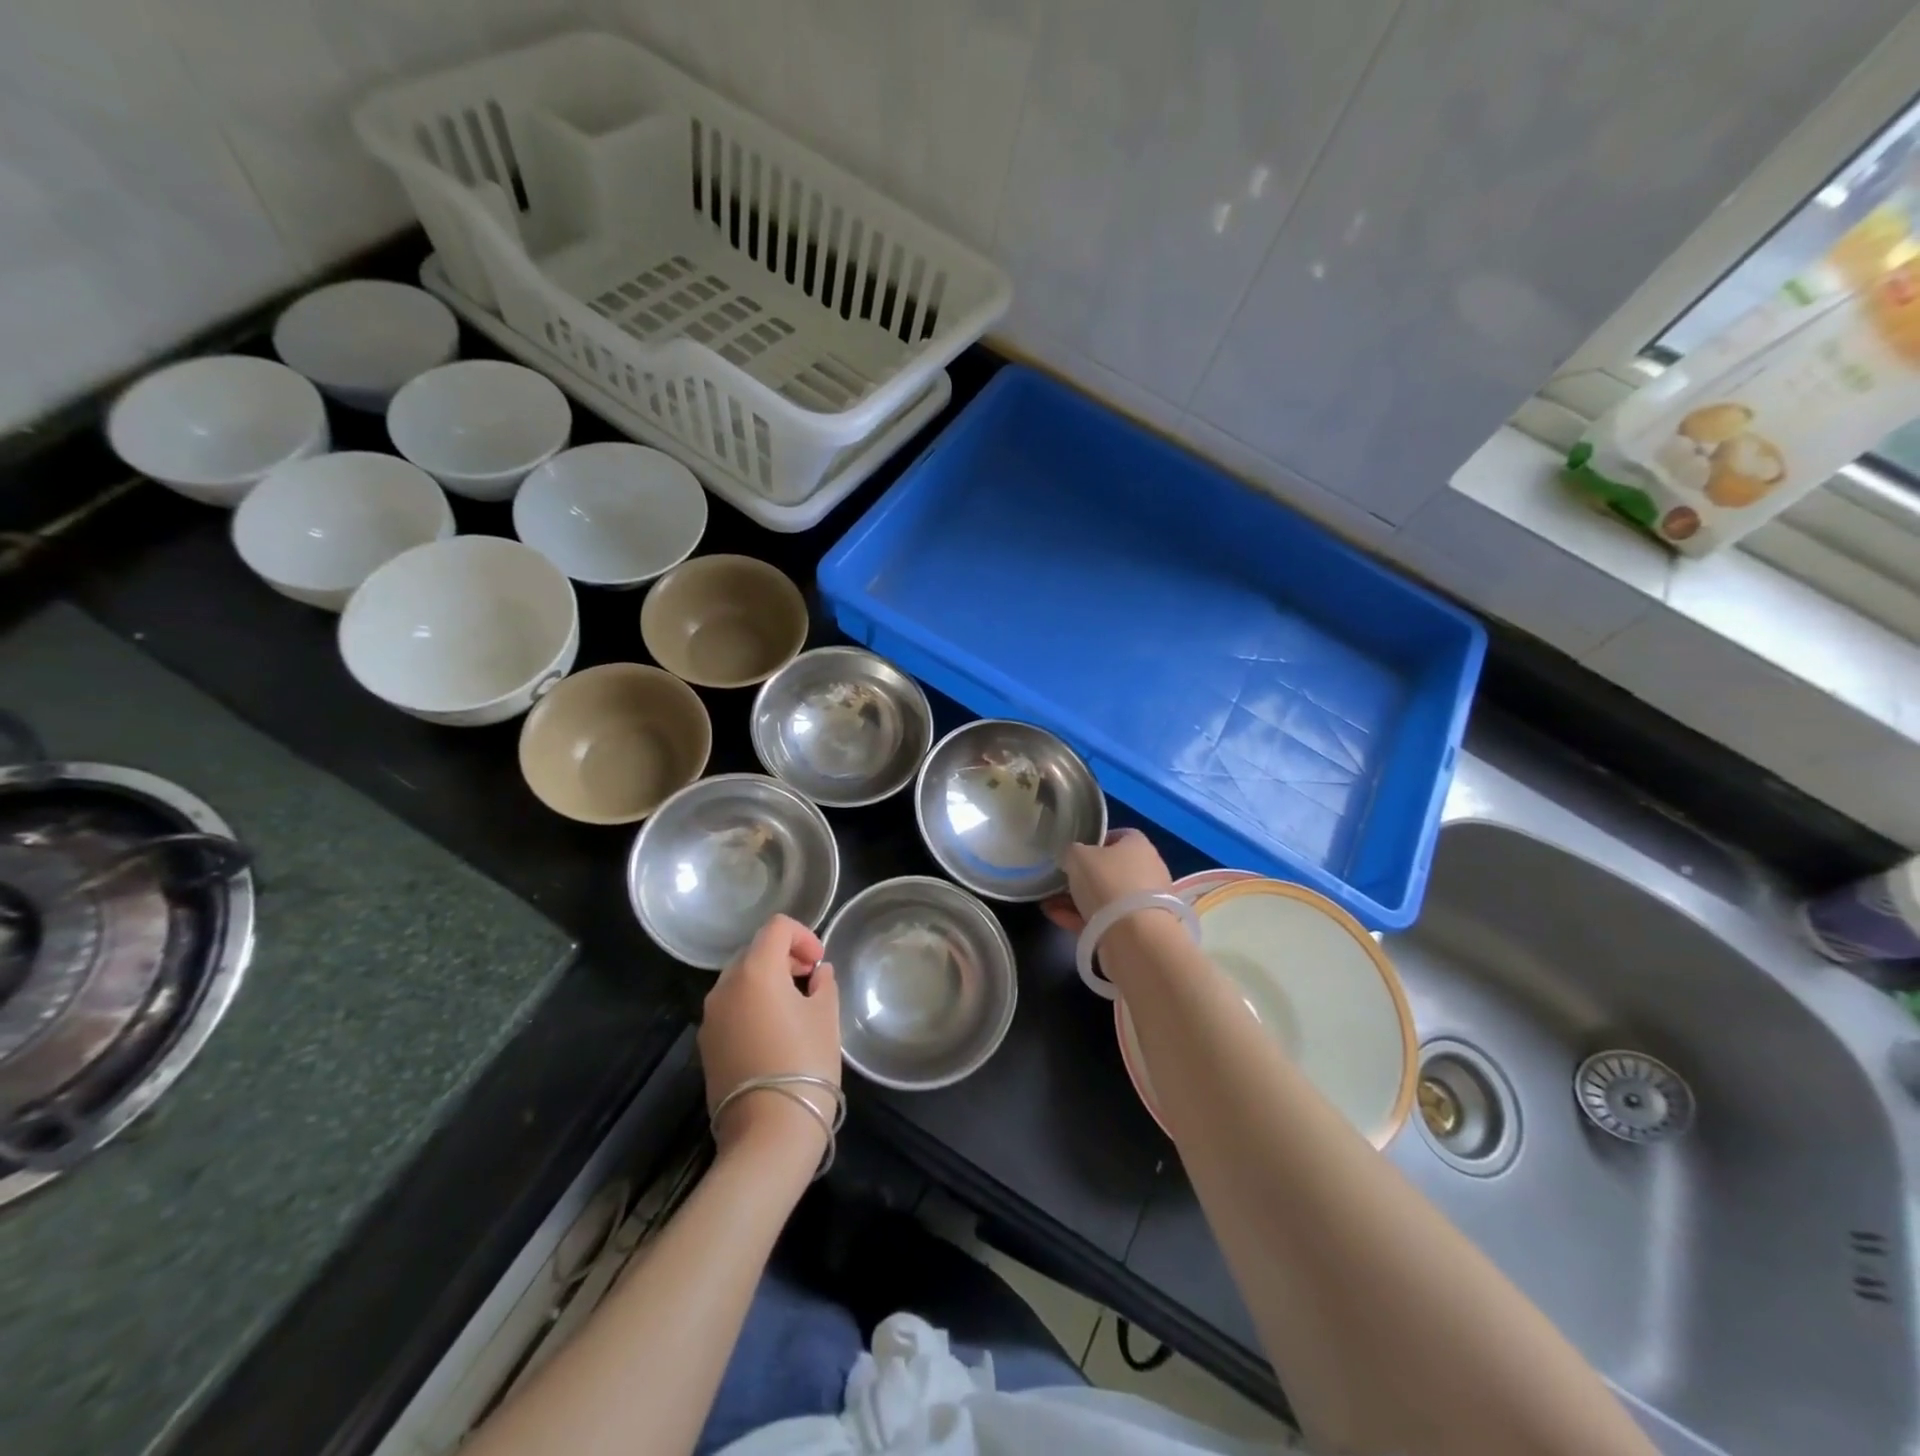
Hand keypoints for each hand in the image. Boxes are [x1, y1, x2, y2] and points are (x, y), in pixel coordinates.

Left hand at [700, 915, 840, 1157]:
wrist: (767, 1133)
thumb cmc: (805, 1064)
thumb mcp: (826, 1017)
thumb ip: (823, 984)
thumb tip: (817, 974)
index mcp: (755, 971)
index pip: (776, 927)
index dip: (803, 935)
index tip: (819, 963)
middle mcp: (725, 987)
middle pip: (754, 951)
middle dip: (784, 958)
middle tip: (810, 982)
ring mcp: (710, 1017)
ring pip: (740, 981)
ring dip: (767, 982)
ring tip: (793, 1009)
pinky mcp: (706, 1045)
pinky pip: (731, 1008)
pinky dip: (752, 1006)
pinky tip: (773, 1034)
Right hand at [1042, 828, 1174, 934]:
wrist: (1134, 936)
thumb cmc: (1107, 882)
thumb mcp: (1078, 856)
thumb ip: (1072, 852)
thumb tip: (1072, 858)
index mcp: (1139, 846)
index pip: (1118, 836)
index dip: (1096, 842)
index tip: (1075, 853)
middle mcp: (1148, 870)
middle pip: (1111, 869)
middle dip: (1084, 876)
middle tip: (1060, 880)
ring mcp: (1144, 902)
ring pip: (1106, 897)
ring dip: (1078, 900)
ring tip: (1049, 903)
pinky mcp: (1139, 929)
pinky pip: (1106, 919)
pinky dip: (1083, 918)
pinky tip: (1057, 917)